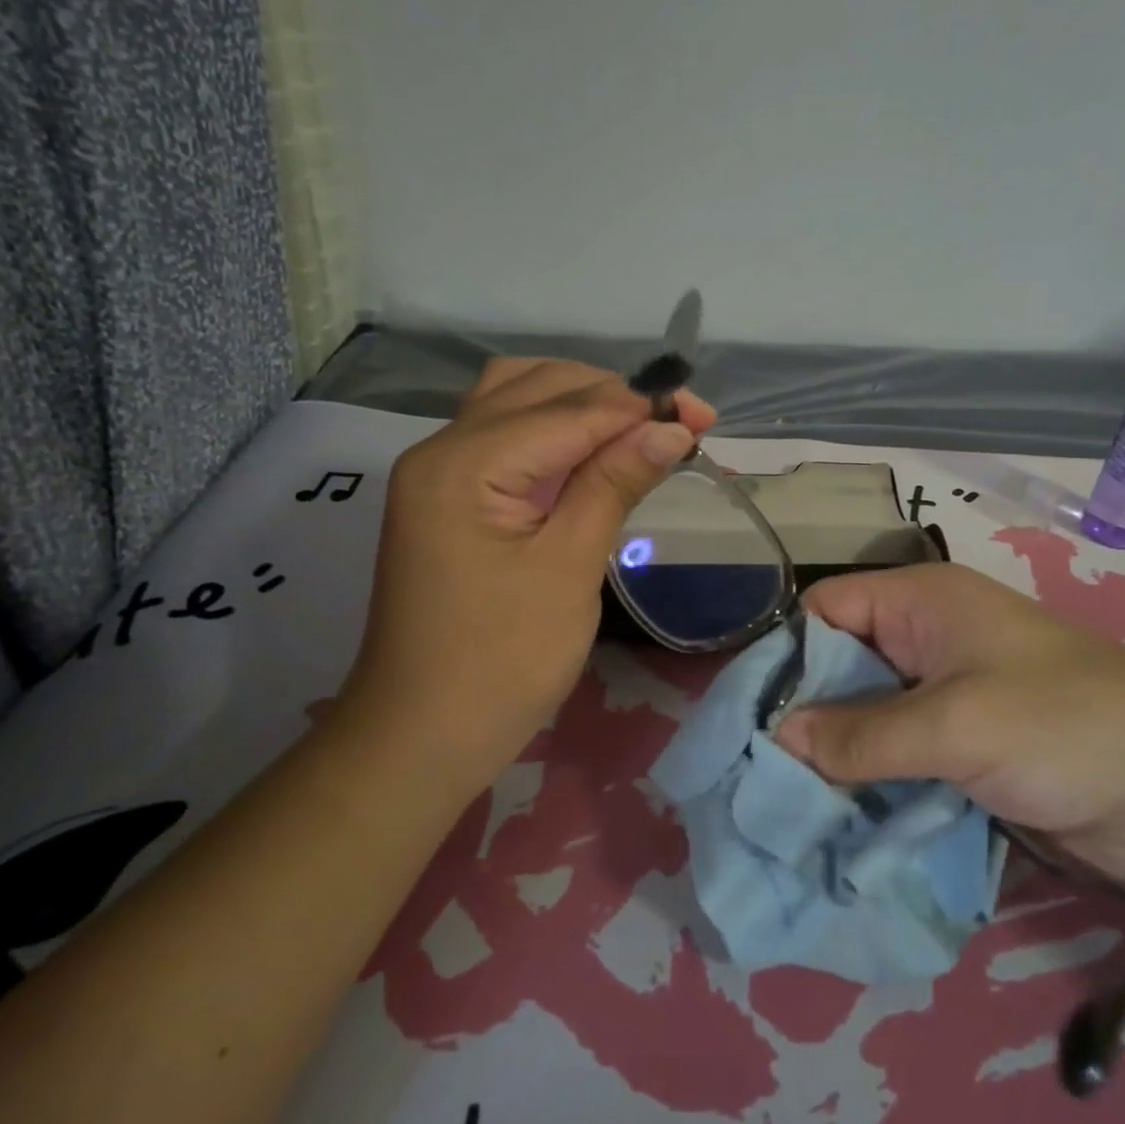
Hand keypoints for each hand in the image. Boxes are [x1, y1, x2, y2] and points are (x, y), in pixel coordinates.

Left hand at [343, 358, 715, 784]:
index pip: (567, 409)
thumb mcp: (569, 567)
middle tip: (679, 425)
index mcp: (464, 462)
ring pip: (517, 402)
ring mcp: (438, 472)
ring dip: (582, 405)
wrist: (421, 736)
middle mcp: (441, 448)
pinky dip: (555, 433)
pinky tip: (594, 453)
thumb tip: (671, 428)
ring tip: (640, 432)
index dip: (640, 407)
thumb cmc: (501, 663)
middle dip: (614, 397)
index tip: (703, 417)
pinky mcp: (447, 497)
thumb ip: (614, 483)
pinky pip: (505, 438)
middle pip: (538, 387)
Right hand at [776, 563, 1124, 882]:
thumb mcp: (954, 725)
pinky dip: (869, 782)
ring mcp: (946, 696)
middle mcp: (925, 639)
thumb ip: (862, 734)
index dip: (785, 653)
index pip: (824, 609)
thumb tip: (779, 739)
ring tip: (781, 803)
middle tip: (751, 769)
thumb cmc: (1063, 726)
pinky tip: (834, 819)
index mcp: (921, 602)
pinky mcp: (962, 747)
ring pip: (866, 718)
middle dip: (803, 714)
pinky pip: (897, 756)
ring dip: (834, 757)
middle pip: (840, 666)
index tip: (745, 712)